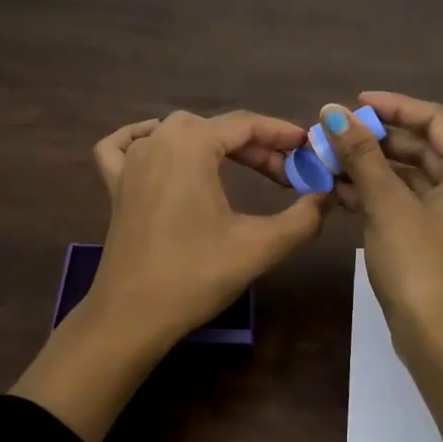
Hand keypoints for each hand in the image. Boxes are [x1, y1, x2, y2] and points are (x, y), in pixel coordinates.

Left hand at [14, 110, 324, 441]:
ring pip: (175, 131)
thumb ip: (302, 218)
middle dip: (254, 144)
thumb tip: (327, 198)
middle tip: (284, 174)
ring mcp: (130, 163)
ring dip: (212, 141)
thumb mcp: (259, 246)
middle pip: (214, 127)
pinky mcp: (115, 186)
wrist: (133, 316)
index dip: (281, 134)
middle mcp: (158, 143)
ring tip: (240, 164)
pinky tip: (157, 144)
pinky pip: (124, 146)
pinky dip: (142, 137)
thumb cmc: (196, 276)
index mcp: (191, 146)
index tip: (308, 148)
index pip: (245, 125)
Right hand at [328, 95, 442, 441]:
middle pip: (424, 147)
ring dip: (374, 168)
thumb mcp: (387, 204)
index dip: (393, 106)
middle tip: (334, 135)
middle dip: (377, 139)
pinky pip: (412, 204)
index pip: (435, 119)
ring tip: (329, 162)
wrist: (440, 340)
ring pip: (414, 177)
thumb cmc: (420, 264)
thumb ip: (361, 154)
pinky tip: (341, 192)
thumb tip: (332, 112)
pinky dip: (381, 195)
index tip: (353, 103)